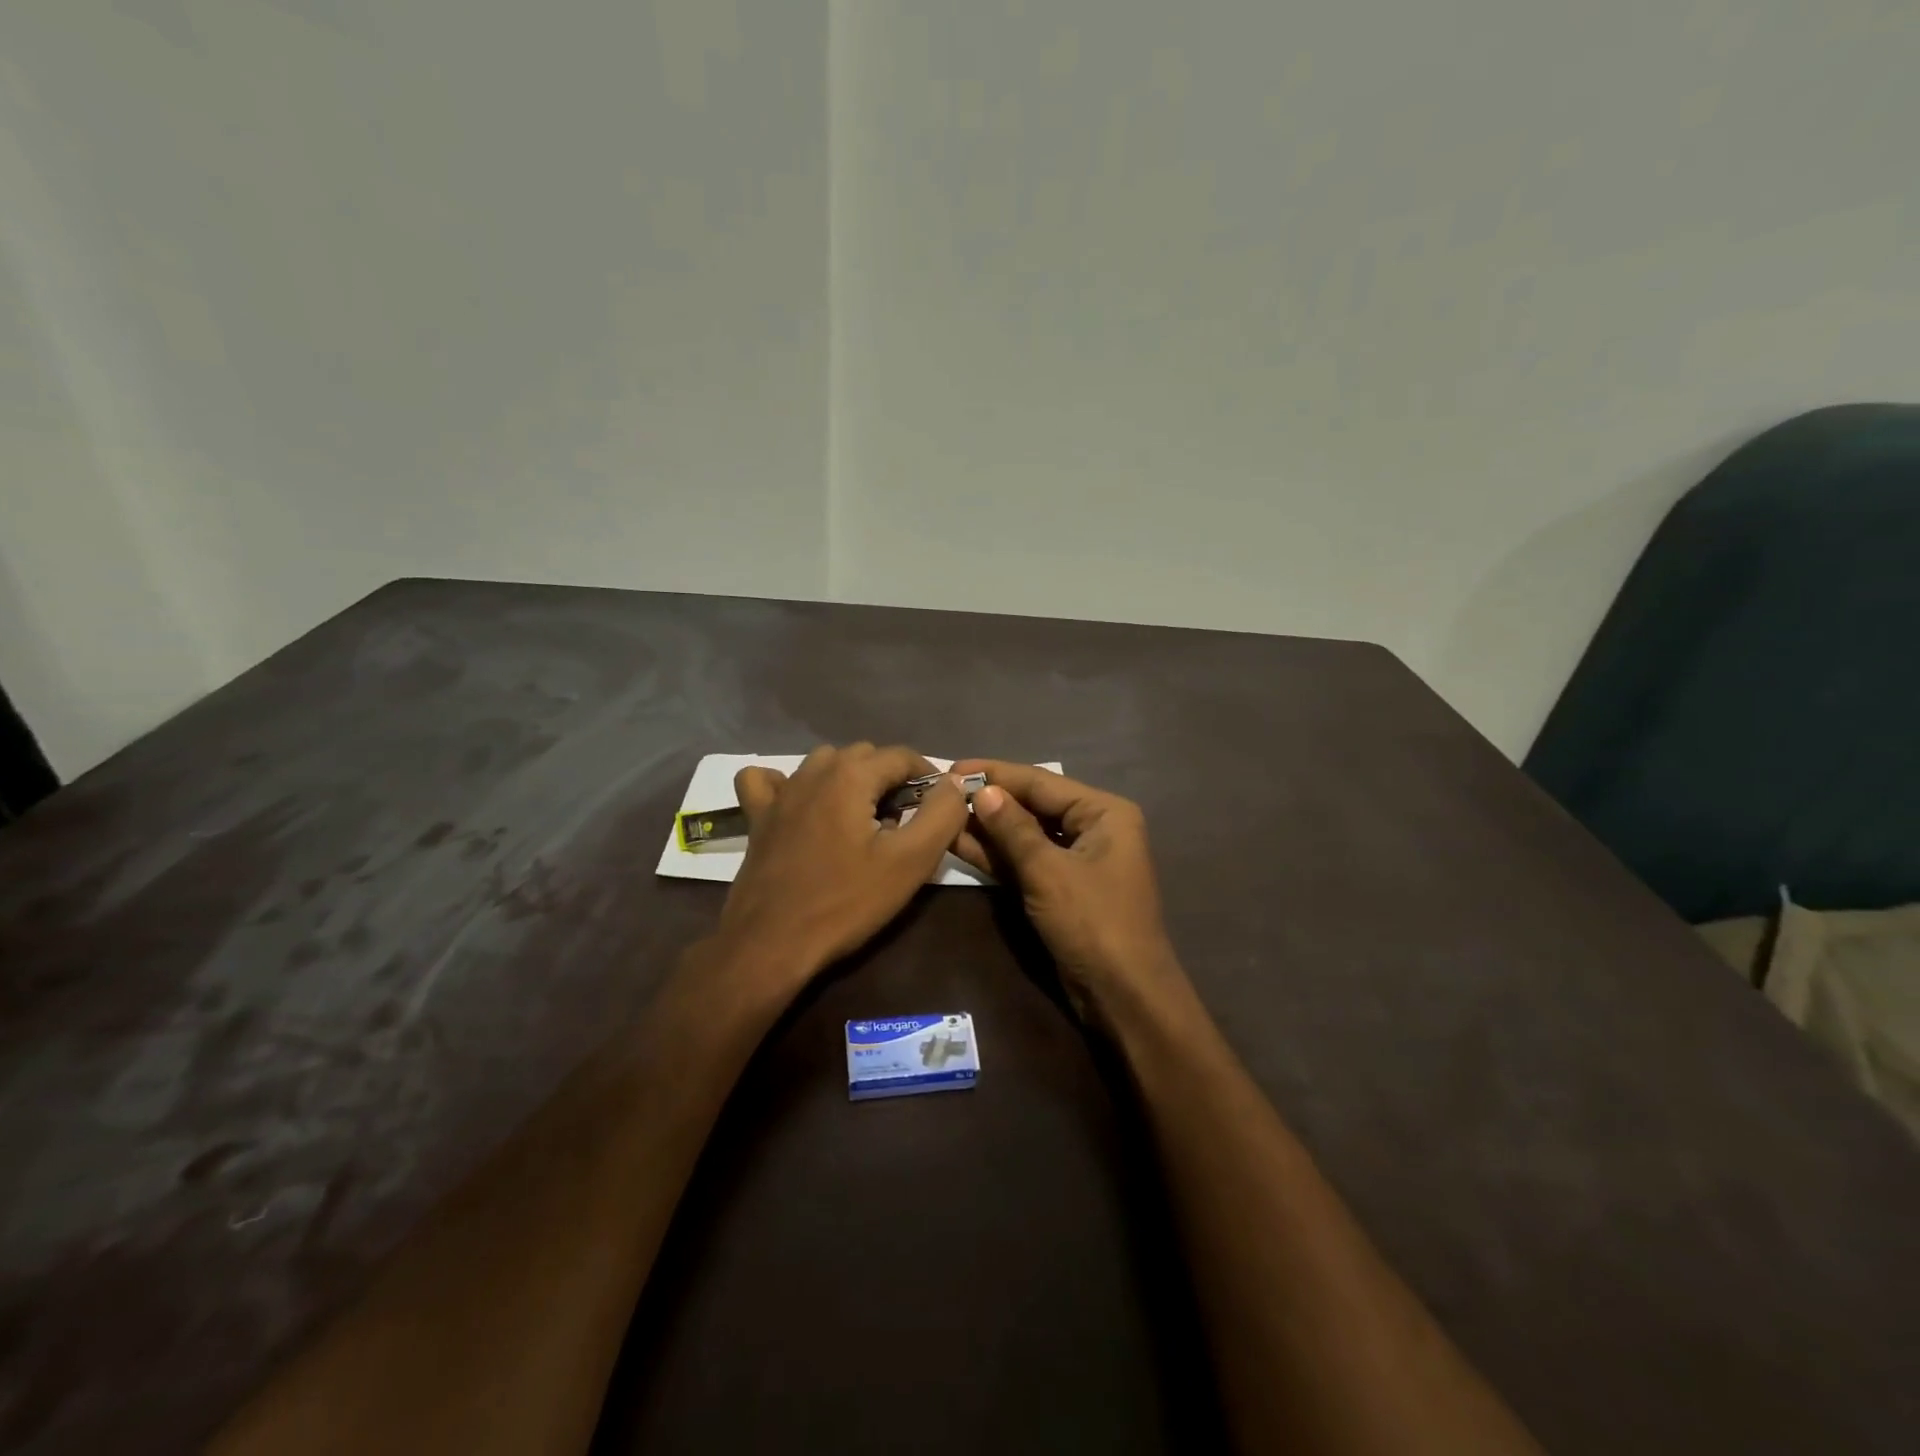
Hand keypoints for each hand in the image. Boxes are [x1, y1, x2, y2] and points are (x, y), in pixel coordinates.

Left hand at [715, 744, 969, 986]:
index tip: (939, 809)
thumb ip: (942, 814)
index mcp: (851, 775)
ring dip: (850, 780)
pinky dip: (788, 784)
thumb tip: (955, 783)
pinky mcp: (758, 817)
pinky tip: (801, 806)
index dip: (929, 778)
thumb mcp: (910, 861)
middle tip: (905, 822)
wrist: (771, 944)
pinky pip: (769, 781)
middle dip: (891, 779)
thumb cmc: (846, 902)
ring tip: (864, 819)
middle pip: (865, 756)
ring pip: (824, 763)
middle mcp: (813, 771)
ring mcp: (779, 793)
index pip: (902, 756)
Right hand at [949, 760, 1182, 1019]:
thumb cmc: (1093, 923)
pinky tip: (959, 842)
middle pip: (1033, 806)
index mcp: (1104, 813)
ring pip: (1026, 835)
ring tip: (942, 813)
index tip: (952, 767)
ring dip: (988, 828)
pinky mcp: (1061, 888)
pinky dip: (997, 855)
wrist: (1123, 996)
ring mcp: (1077, 860)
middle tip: (941, 791)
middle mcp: (1094, 828)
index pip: (1041, 782)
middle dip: (990, 800)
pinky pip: (1025, 861)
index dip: (995, 774)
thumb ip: (1013, 829)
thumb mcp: (1048, 872)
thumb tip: (982, 791)